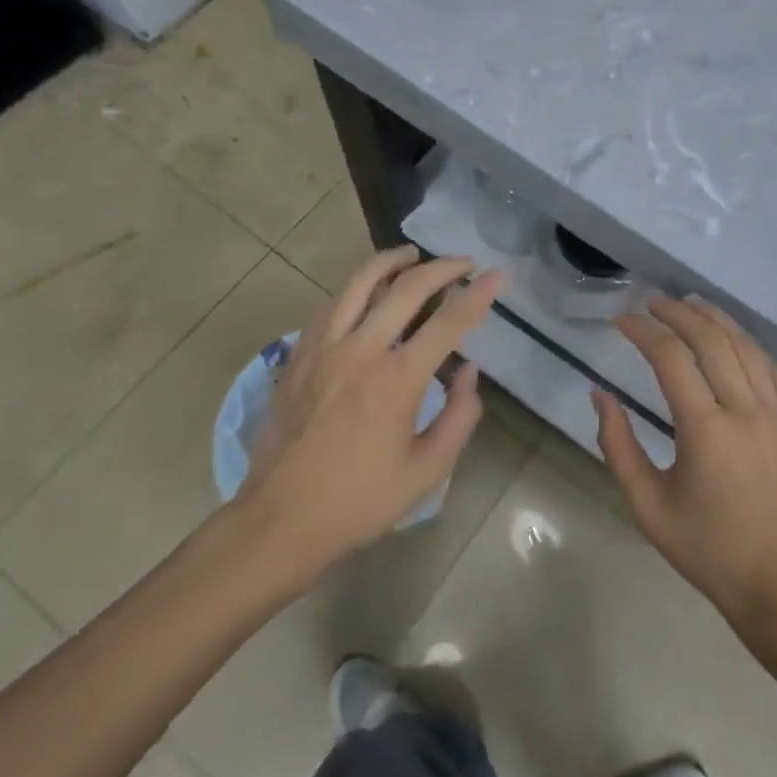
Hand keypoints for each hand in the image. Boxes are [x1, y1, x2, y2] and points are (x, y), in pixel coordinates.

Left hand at [235, 247, 503, 579]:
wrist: (278, 521)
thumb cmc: (359, 501)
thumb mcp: (426, 473)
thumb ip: (458, 418)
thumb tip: (469, 371)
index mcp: (397, 381)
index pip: (449, 321)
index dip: (479, 294)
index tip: (498, 276)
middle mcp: (361, 350)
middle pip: (406, 288)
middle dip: (442, 268)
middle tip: (464, 263)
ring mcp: (324, 348)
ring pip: (360, 282)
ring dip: (391, 262)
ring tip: (412, 255)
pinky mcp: (299, 355)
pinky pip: (331, 304)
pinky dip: (356, 288)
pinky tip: (366, 291)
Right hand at [597, 297, 776, 632]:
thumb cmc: (705, 548)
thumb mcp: (646, 505)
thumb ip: (617, 445)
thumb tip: (599, 395)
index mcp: (706, 431)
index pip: (670, 358)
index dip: (643, 331)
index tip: (621, 321)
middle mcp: (745, 411)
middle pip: (711, 340)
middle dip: (678, 313)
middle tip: (652, 302)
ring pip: (746, 347)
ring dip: (715, 319)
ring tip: (690, 303)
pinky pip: (773, 369)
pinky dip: (749, 344)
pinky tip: (733, 338)